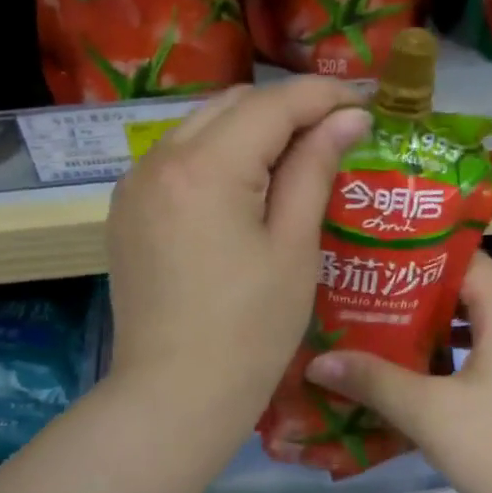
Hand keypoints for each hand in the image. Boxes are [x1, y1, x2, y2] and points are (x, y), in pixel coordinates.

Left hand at [105, 79, 370, 437]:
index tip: (365, 103)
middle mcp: (157, 160)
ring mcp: (134, 186)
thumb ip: (315, 171)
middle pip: (231, 105)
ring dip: (250, 131)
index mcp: (204, 167)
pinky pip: (177, 161)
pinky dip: (216, 158)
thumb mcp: (293, 248)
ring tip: (296, 159)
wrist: (174, 396)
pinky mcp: (126, 213)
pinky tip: (246, 188)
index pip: (271, 104)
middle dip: (286, 110)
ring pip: (200, 128)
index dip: (323, 96)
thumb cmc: (250, 331)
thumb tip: (348, 117)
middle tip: (336, 134)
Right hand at [304, 252, 491, 492]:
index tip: (382, 263)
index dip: (426, 257)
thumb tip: (318, 361)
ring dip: (437, 334)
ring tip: (388, 336)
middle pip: (472, 295)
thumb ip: (372, 381)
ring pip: (480, 331)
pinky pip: (489, 360)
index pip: (470, 262)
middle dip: (421, 298)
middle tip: (373, 300)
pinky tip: (420, 381)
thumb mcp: (427, 411)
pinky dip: (455, 362)